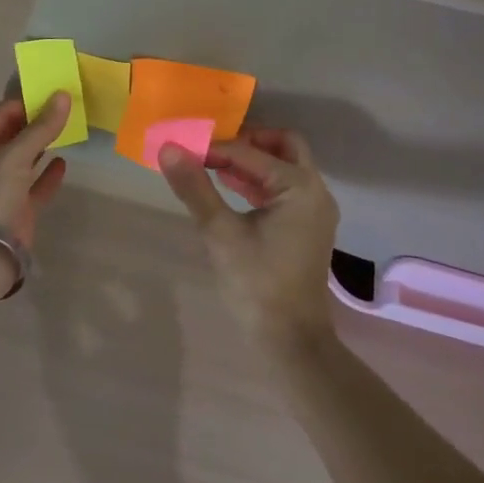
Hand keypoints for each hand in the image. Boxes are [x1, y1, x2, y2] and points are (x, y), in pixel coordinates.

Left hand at [0, 93, 70, 251]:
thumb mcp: (14, 157)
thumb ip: (41, 127)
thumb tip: (63, 95)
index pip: (1, 114)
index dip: (27, 102)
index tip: (55, 93)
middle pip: (12, 135)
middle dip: (37, 122)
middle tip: (67, 107)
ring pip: (24, 160)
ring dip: (43, 145)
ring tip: (69, 129)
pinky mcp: (15, 210)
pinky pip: (33, 186)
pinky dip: (47, 174)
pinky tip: (64, 163)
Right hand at [158, 129, 339, 354]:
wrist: (292, 342)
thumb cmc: (257, 285)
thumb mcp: (220, 233)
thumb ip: (195, 188)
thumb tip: (168, 148)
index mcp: (299, 187)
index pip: (249, 152)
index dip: (214, 148)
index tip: (184, 149)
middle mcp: (315, 190)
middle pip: (283, 145)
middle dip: (247, 140)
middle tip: (212, 147)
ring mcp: (314, 209)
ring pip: (285, 165)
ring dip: (252, 159)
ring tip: (213, 166)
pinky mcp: (307, 225)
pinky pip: (284, 186)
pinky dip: (259, 180)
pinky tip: (230, 189)